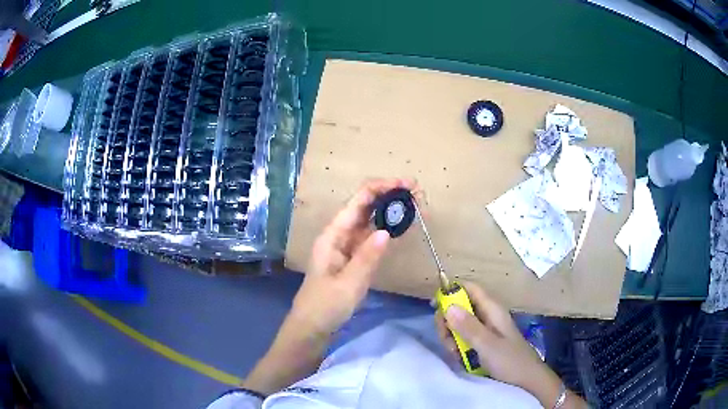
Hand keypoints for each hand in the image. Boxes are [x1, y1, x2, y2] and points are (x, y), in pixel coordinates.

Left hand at [290, 178, 416, 335]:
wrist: (313, 326)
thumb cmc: (325, 306)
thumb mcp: (348, 284)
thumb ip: (366, 257)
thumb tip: (386, 231)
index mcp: (333, 234)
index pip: (358, 200)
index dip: (381, 188)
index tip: (406, 184)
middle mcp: (340, 234)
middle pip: (365, 205)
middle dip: (389, 194)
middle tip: (417, 193)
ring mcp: (347, 245)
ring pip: (370, 219)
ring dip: (390, 209)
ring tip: (415, 204)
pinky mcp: (354, 256)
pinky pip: (372, 236)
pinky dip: (387, 228)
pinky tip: (401, 224)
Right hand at [436, 282, 583, 406]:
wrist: (527, 380)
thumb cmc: (510, 360)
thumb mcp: (487, 345)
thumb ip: (468, 326)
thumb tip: (447, 306)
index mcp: (492, 309)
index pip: (470, 288)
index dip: (452, 291)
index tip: (435, 306)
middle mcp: (487, 316)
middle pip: (460, 307)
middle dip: (448, 321)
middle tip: (447, 339)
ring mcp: (485, 330)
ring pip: (459, 324)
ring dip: (451, 336)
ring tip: (454, 352)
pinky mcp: (483, 342)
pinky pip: (463, 337)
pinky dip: (457, 345)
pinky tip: (459, 357)